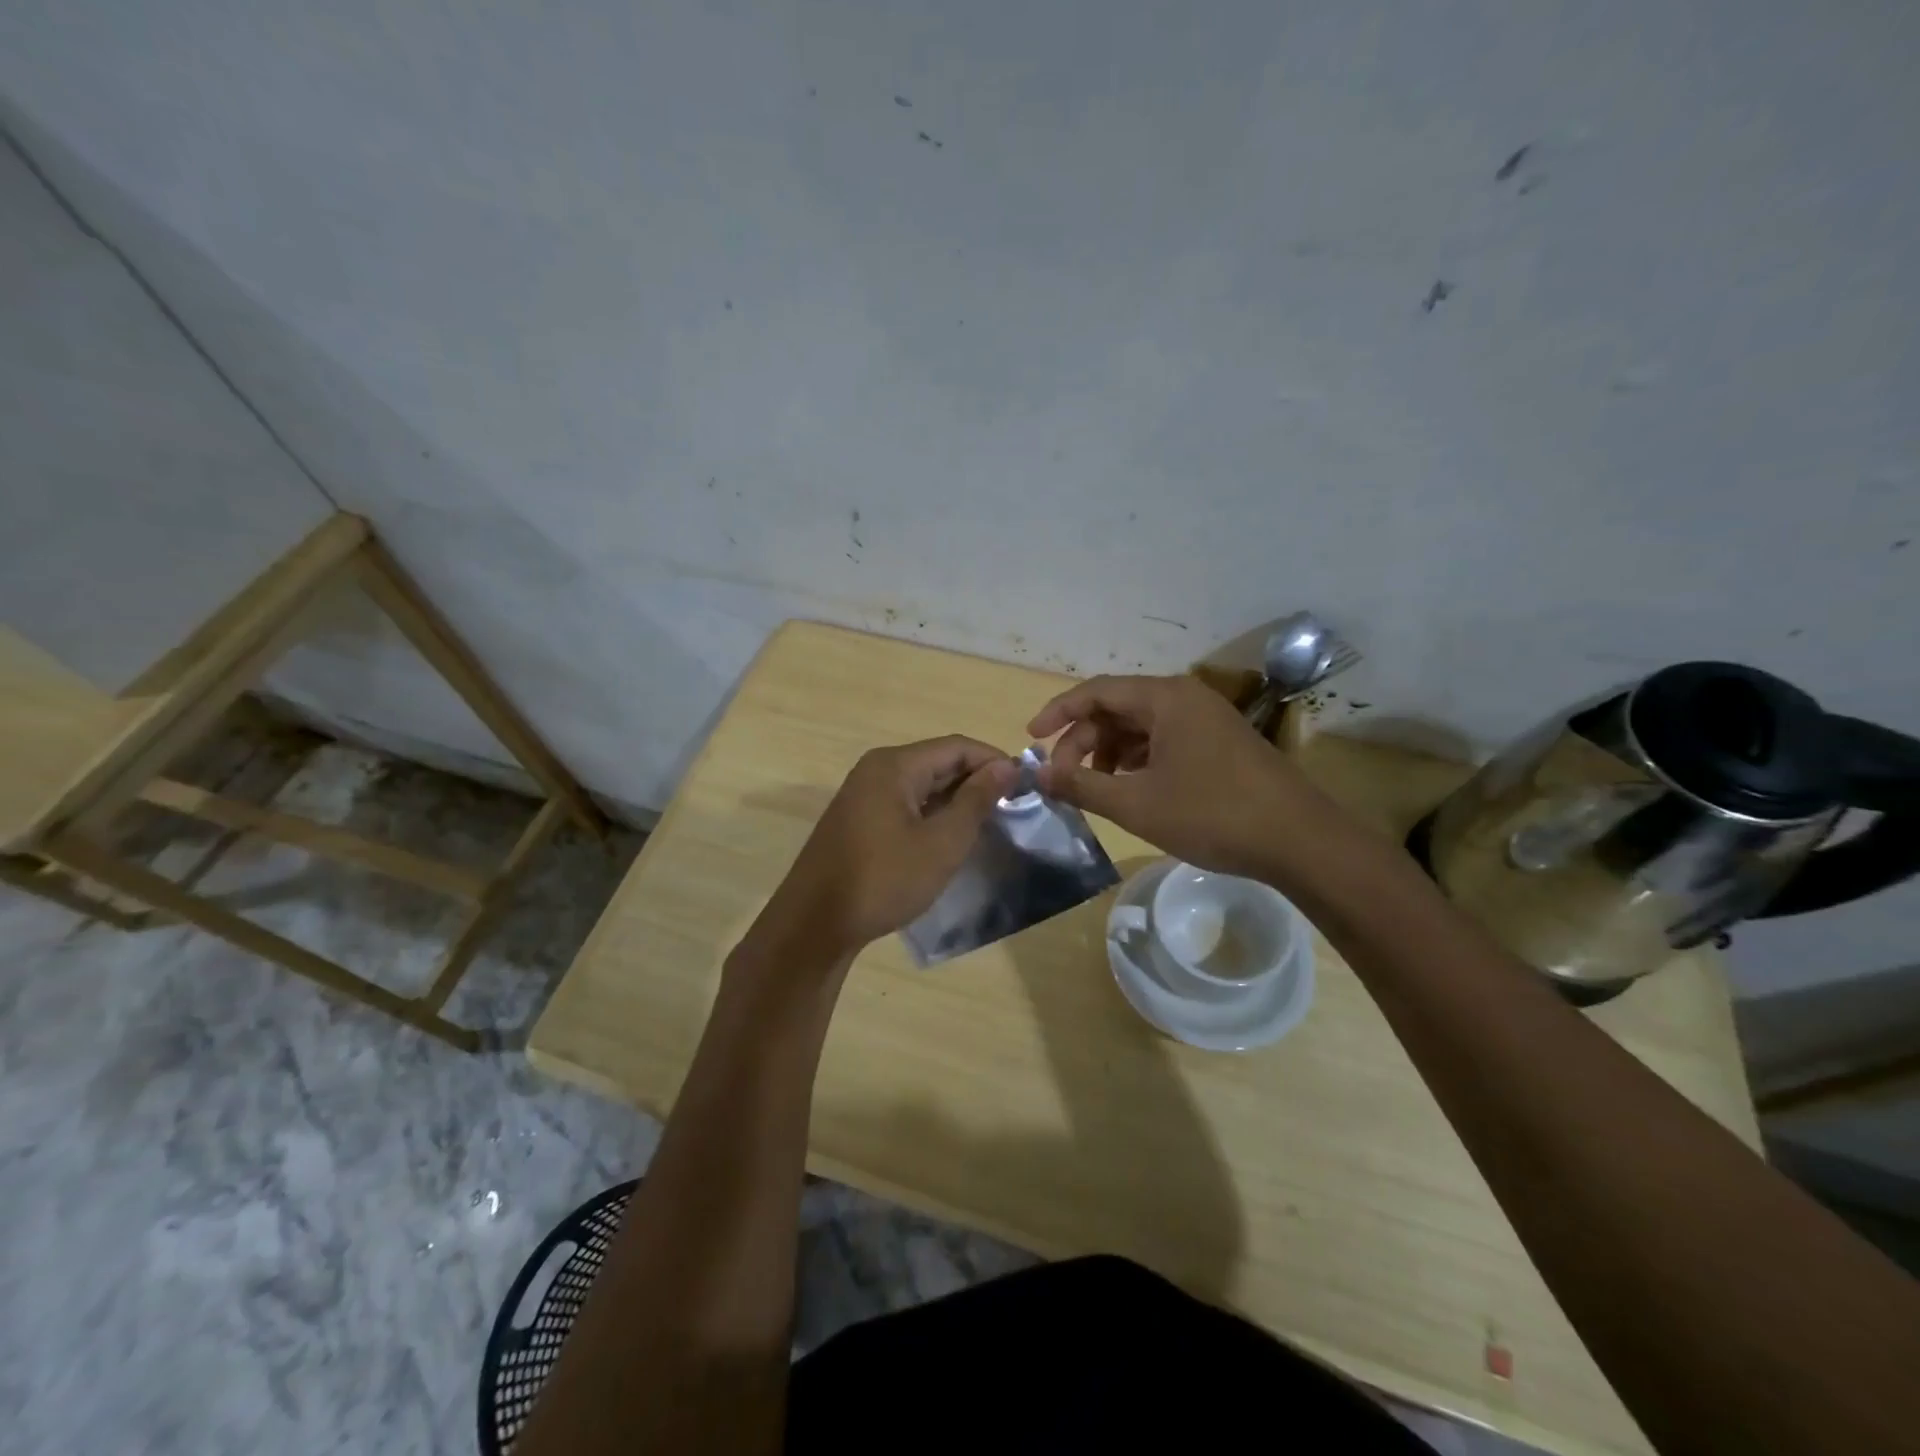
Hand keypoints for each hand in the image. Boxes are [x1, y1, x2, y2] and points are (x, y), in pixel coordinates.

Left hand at [757, 736, 1018, 959]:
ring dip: (956, 799)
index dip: (994, 761)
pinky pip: (905, 803)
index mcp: (895, 765)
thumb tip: (1005, 767)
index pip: (957, 747)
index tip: (1026, 786)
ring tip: (989, 824)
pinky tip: (950, 837)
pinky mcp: (858, 819)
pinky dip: (932, 814)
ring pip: (922, 784)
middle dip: (976, 780)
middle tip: (1012, 808)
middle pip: (938, 761)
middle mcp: (876, 769)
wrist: (815, 924)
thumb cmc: (883, 880)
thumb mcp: (941, 843)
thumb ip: (976, 801)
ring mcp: (863, 794)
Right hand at [1029, 674, 1318, 877]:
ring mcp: (1206, 720)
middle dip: (1083, 739)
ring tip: (1094, 786)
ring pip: (1141, 726)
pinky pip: (1164, 740)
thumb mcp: (1136, 805)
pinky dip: (1138, 760)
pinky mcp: (1220, 743)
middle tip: (1063, 776)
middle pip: (1118, 707)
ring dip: (1109, 751)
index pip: (1096, 691)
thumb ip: (1082, 786)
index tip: (1031, 739)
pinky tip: (1130, 788)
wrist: (1300, 841)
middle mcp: (1185, 698)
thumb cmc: (1212, 815)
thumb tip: (1039, 775)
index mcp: (1165, 699)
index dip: (1058, 713)